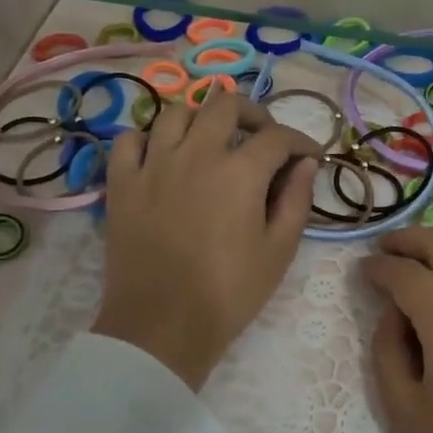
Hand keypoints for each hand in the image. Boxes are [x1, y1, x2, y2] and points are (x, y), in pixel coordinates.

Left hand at [91, 91, 318, 390]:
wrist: (162, 327)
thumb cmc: (229, 292)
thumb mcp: (279, 250)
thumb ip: (297, 200)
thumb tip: (306, 164)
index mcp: (240, 172)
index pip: (277, 136)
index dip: (301, 142)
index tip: (310, 156)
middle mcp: (196, 154)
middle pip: (224, 105)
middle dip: (253, 113)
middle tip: (263, 137)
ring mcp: (153, 165)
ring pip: (175, 112)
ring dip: (201, 118)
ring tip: (213, 140)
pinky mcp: (121, 184)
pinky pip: (129, 140)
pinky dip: (148, 138)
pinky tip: (162, 154)